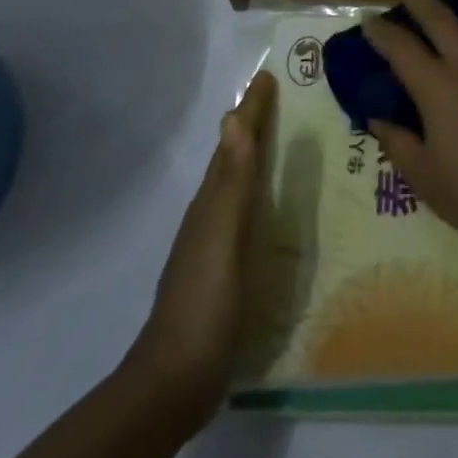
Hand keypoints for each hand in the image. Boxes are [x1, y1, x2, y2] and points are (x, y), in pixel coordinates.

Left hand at [122, 70, 275, 423]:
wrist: (176, 381)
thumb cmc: (204, 303)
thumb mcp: (222, 237)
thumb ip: (232, 182)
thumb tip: (232, 120)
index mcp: (212, 204)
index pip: (234, 144)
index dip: (250, 111)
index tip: (267, 76)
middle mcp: (211, 216)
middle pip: (233, 159)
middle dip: (252, 125)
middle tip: (280, 98)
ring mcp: (216, 245)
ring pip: (238, 185)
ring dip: (255, 157)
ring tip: (282, 139)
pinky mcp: (226, 270)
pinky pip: (247, 214)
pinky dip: (260, 194)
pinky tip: (273, 205)